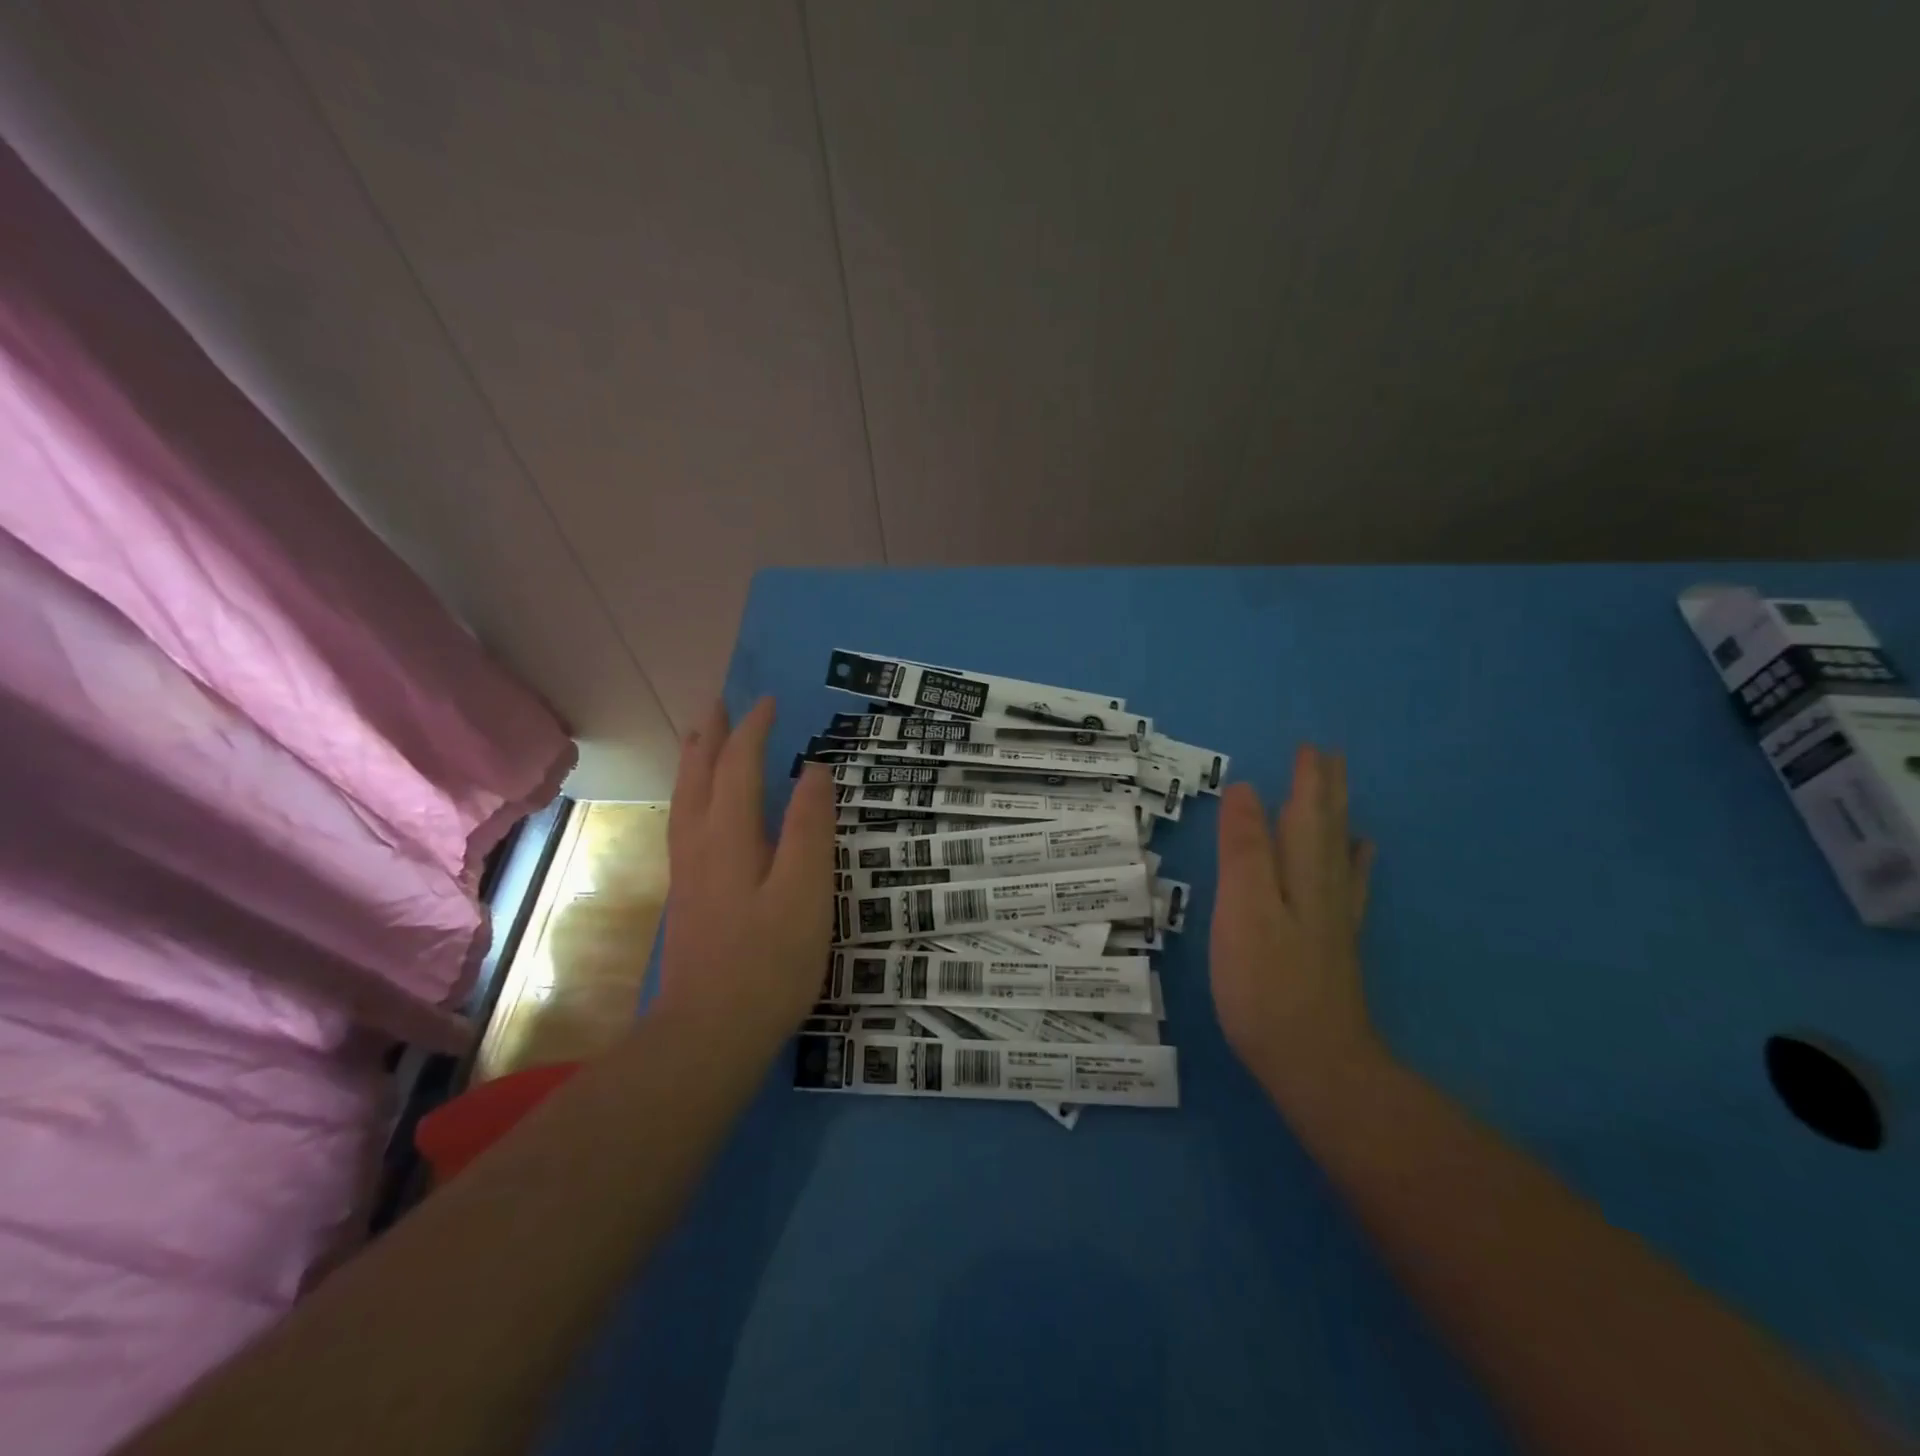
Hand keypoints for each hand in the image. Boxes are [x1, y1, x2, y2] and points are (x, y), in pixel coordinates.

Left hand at [656, 697, 835, 1061]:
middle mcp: (699, 844)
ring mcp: (688, 872)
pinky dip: (691, 795)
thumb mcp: (804, 891)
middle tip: (719, 703)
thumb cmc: (769, 961)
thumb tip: (814, 770)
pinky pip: (684, 822)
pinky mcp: (688, 896)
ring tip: (698, 739)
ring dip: (693, 762)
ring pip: (684, 800)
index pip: (738, 766)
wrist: (710, 1032)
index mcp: (729, 836)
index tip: (768, 701)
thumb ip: (809, 827)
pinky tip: (698, 809)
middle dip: (710, 736)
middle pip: (699, 776)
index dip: (753, 730)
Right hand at [1211, 745, 1378, 1111]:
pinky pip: (1348, 889)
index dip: (1306, 781)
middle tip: (1329, 757)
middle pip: (1327, 829)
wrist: (1315, 1063)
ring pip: (1339, 855)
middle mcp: (1323, 889)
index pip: (1305, 814)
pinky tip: (1359, 859)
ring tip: (1342, 795)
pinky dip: (1353, 866)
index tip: (1309, 747)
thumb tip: (1247, 791)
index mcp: (1300, 875)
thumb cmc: (1266, 982)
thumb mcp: (1243, 908)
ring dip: (1338, 820)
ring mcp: (1333, 920)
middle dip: (1326, 792)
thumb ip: (1244, 849)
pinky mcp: (1333, 947)